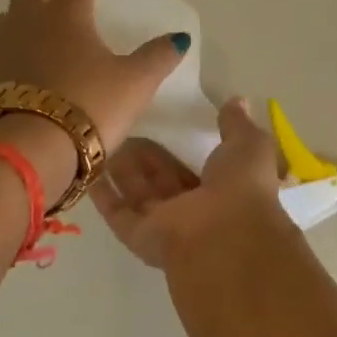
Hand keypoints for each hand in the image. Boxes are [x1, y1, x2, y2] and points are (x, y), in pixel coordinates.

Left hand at [0, 0, 189, 154]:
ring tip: (44, 4)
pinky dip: (15, 30)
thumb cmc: (87, 107)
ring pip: (13, 7)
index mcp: (66, 13)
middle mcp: (30, 21)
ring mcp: (4, 47)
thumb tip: (177, 39)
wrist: (29, 150)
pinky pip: (2, 38)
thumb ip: (156, 58)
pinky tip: (23, 46)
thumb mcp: (133, 84)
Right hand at [91, 98, 284, 268]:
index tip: (158, 126)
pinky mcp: (137, 236)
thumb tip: (237, 101)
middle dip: (142, 159)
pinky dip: (103, 194)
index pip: (191, 169)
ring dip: (121, 171)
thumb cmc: (240, 188)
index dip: (174, 150)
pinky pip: (117, 212)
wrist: (224, 235)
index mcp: (219, 192)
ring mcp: (163, 226)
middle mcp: (190, 211)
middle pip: (159, 181)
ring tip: (101, 141)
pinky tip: (88, 169)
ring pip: (137, 195)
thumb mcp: (248, 145)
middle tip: (122, 130)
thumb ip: (237, 125)